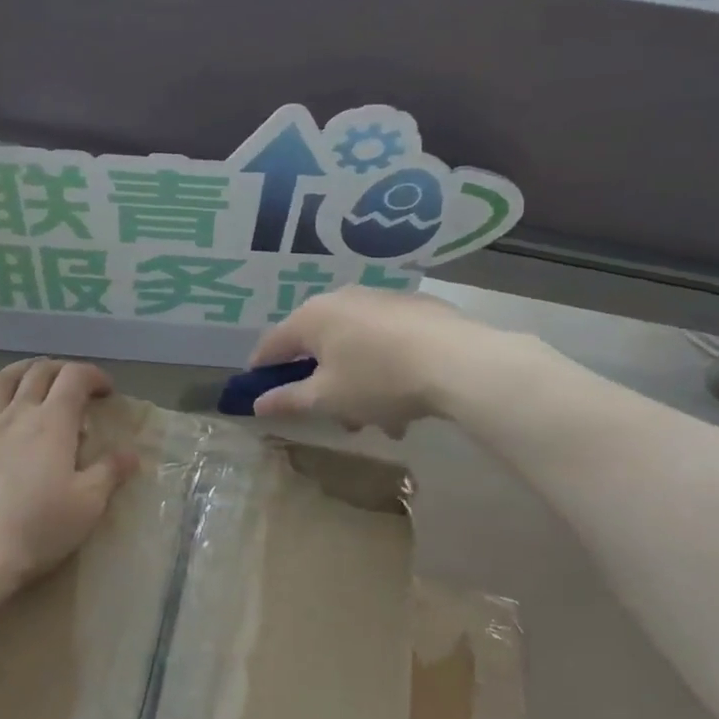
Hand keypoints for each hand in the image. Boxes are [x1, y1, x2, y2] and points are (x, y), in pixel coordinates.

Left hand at [0, 358, 138, 587]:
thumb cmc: (38, 526)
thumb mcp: (87, 504)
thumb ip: (109, 472)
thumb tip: (130, 454)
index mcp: (52, 422)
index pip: (74, 377)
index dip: (93, 375)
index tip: (106, 391)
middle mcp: (17, 414)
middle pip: (39, 371)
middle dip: (62, 369)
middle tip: (77, 385)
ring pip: (3, 380)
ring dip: (25, 371)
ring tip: (35, 380)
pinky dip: (1, 404)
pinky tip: (5, 426)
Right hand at [247, 287, 478, 436]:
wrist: (459, 362)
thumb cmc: (378, 380)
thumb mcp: (328, 399)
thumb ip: (289, 400)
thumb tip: (258, 403)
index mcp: (312, 317)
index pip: (272, 344)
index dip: (262, 370)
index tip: (258, 393)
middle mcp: (342, 299)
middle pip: (318, 346)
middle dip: (322, 384)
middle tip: (334, 416)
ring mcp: (382, 300)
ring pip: (355, 346)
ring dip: (358, 383)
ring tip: (380, 420)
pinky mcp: (417, 308)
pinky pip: (386, 341)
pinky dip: (385, 367)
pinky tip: (407, 399)